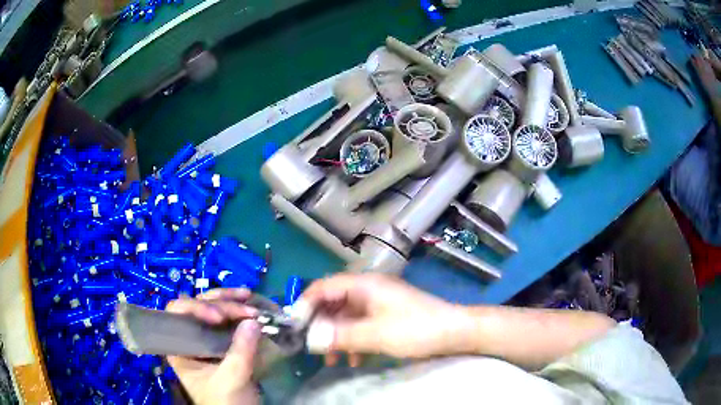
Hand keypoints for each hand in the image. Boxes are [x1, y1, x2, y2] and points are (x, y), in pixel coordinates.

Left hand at [166, 288, 260, 404]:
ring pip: (214, 309)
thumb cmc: (225, 403)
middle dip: (222, 304)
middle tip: (246, 310)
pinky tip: (253, 305)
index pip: (177, 314)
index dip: (195, 308)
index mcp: (180, 347)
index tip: (218, 317)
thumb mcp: (231, 380)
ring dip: (232, 301)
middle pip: (198, 306)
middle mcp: (191, 337)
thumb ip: (240, 353)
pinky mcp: (224, 342)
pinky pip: (229, 320)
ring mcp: (208, 338)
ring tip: (249, 297)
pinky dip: (241, 311)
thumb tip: (253, 322)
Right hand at [300, 273, 468, 364]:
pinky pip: (360, 326)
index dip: (306, 304)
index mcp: (364, 285)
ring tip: (331, 359)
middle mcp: (368, 290)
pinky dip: (353, 341)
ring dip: (336, 337)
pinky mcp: (386, 316)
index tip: (294, 326)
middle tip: (311, 346)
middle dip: (321, 325)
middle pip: (333, 303)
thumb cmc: (417, 329)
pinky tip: (353, 359)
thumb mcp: (377, 335)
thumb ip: (341, 336)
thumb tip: (309, 338)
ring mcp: (377, 303)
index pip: (324, 287)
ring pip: (345, 317)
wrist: (456, 332)